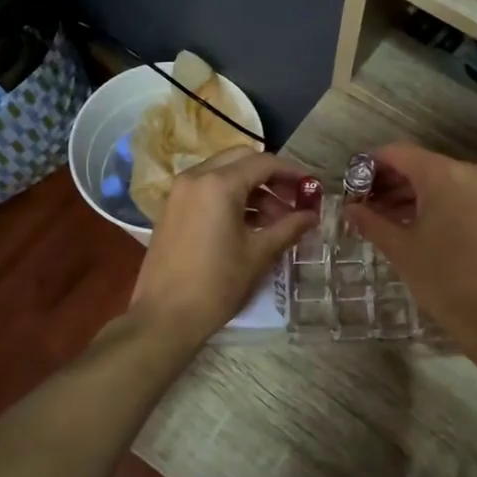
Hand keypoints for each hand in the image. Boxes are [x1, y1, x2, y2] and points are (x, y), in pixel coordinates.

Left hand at [130, 148, 317, 350]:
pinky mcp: (172, 208)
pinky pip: (207, 190)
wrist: (164, 316)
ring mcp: (180, 192)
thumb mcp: (259, 254)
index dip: (293, 172)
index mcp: (219, 184)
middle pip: (242, 160)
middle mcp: (196, 177)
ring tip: (277, 220)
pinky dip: (231, 198)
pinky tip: (250, 225)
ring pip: (224, 174)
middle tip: (294, 199)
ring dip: (252, 189)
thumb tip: (312, 215)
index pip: (264, 163)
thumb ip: (289, 227)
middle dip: (271, 176)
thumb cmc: (217, 284)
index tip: (312, 188)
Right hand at [341, 142, 476, 355]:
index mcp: (444, 175)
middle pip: (423, 164)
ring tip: (386, 216)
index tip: (352, 181)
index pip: (400, 153)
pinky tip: (421, 224)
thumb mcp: (400, 249)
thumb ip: (371, 221)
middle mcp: (471, 173)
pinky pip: (464, 195)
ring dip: (415, 193)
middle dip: (392, 181)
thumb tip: (349, 208)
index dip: (372, 163)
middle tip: (365, 203)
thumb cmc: (441, 279)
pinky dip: (440, 203)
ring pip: (444, 180)